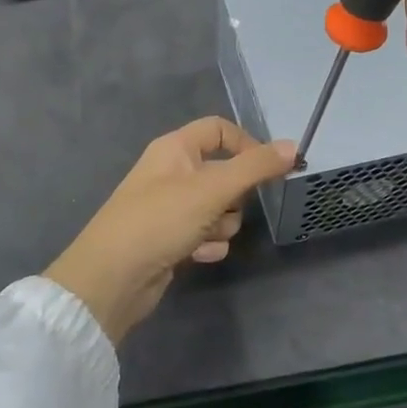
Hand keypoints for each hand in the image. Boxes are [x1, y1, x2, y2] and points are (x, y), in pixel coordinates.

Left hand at [44, 118, 294, 344]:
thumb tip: (293, 146)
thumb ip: (255, 167)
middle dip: (233, 197)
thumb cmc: (160, 220)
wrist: (113, 277)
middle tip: (224, 208)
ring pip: (218, 208)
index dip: (247, 145)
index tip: (269, 169)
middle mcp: (171, 172)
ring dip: (220, 225)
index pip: (219, 130)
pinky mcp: (170, 238)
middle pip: (223, 173)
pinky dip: (206, 245)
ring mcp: (170, 207)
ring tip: (203, 236)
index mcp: (175, 148)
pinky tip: (194, 255)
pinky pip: (205, 235)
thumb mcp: (212, 189)